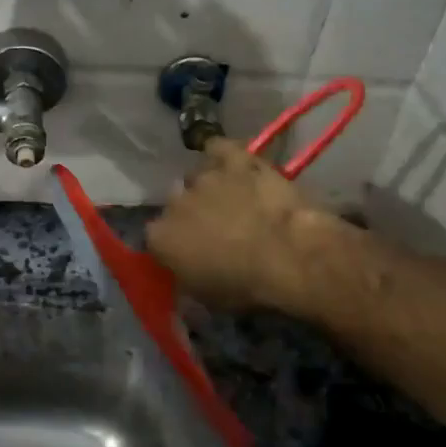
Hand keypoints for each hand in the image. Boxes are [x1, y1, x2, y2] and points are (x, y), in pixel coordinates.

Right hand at [145, 138, 344, 313]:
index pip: (156, 237)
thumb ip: (186, 280)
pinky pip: (218, 147)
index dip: (174, 244)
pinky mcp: (234, 158)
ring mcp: (204, 176)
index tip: (191, 253)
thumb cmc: (247, 287)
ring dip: (209, 187)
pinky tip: (231, 162)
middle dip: (191, 214)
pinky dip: (222, 153)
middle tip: (216, 229)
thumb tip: (184, 277)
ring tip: (233, 199)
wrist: (289, 255)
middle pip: (176, 203)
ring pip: (197, 176)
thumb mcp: (207, 299)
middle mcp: (174, 202)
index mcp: (160, 238)